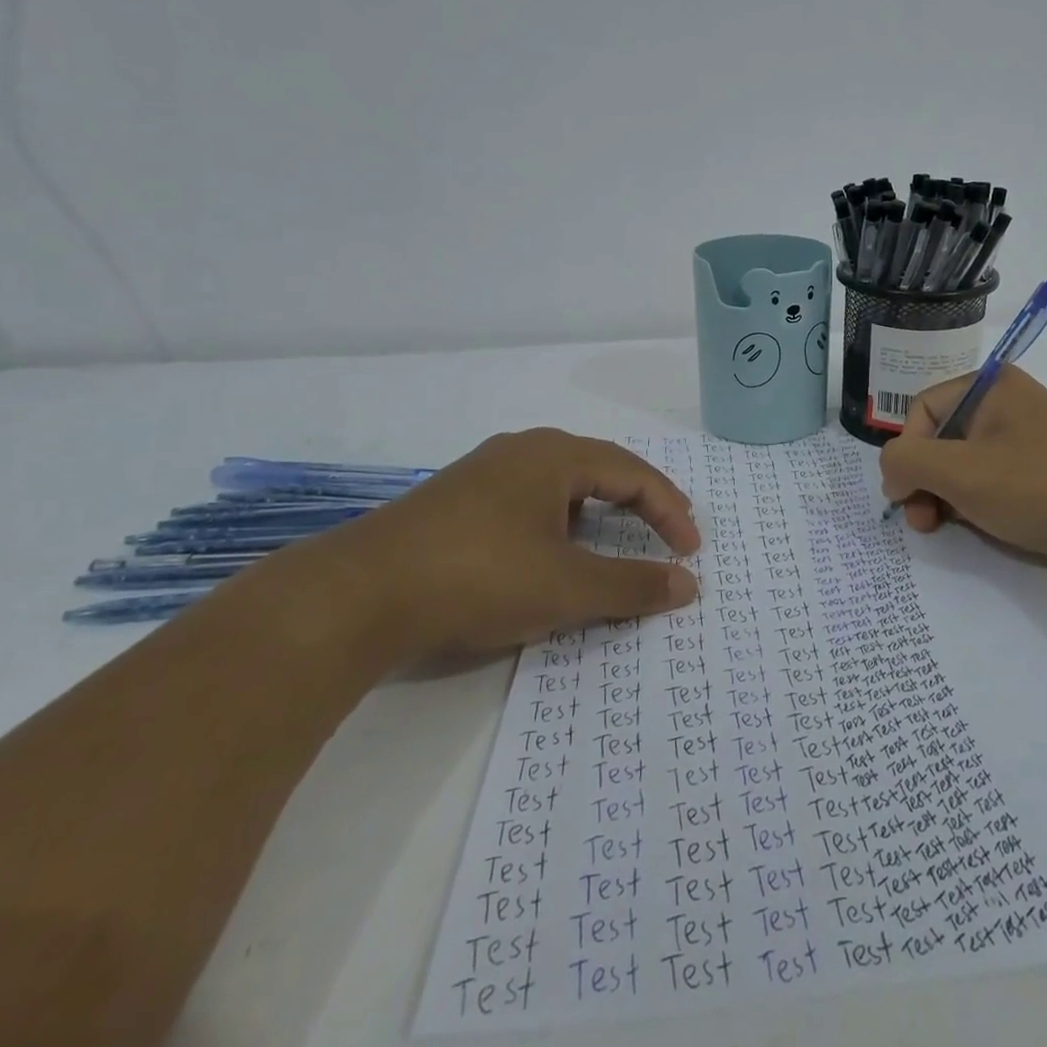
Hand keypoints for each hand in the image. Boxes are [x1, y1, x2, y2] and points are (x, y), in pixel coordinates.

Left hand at [313, 428, 700, 662]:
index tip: (690, 553)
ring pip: (561, 486)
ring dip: (597, 514)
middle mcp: (523, 450)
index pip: (634, 474)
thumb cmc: (478, 577)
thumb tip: (689, 586)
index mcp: (556, 455)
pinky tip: (547, 554)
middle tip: (666, 536)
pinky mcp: (456, 501)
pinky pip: (528, 501)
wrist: (356, 596)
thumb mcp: (566, 587)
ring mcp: (484, 473)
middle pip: (600, 470)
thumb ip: (632, 586)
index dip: (671, 511)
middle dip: (639, 504)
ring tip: (611, 545)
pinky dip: (558, 524)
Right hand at [877, 366, 1046, 588]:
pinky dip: (968, 504)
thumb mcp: (958, 471)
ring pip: (959, 465)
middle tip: (919, 519)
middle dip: (922, 480)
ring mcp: (1022, 442)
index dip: (906, 452)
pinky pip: (985, 483)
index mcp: (990, 386)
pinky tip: (968, 527)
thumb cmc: (1034, 486)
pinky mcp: (1035, 477)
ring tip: (936, 527)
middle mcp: (1005, 406)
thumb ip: (906, 461)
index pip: (922, 410)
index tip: (904, 493)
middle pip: (938, 438)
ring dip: (940, 496)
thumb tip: (894, 473)